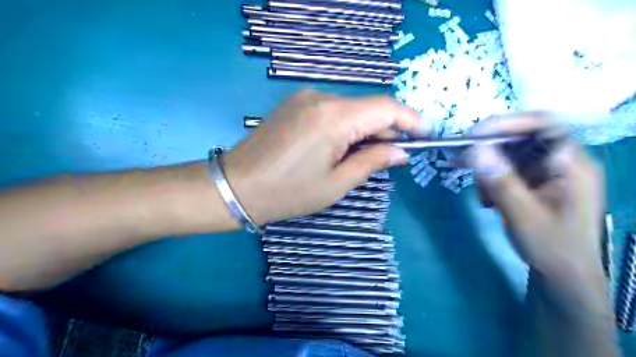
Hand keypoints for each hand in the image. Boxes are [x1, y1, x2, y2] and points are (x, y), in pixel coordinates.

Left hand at [220, 88, 426, 224]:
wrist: (236, 186)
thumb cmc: (288, 193)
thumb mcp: (336, 184)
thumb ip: (372, 162)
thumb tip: (400, 152)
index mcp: (334, 117)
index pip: (386, 108)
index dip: (410, 120)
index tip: (425, 136)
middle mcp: (321, 97)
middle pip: (368, 107)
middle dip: (386, 130)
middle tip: (392, 157)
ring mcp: (305, 97)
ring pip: (351, 108)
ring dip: (365, 129)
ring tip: (363, 157)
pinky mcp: (294, 103)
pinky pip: (332, 110)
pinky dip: (346, 125)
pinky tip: (340, 147)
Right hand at [466, 114, 601, 279]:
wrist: (562, 276)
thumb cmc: (552, 247)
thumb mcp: (523, 216)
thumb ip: (501, 182)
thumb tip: (475, 150)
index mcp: (572, 165)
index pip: (544, 125)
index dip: (509, 123)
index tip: (475, 135)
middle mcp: (561, 161)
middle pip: (521, 138)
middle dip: (489, 149)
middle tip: (462, 160)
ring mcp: (546, 172)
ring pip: (509, 154)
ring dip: (487, 168)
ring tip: (482, 194)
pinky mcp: (533, 182)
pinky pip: (506, 169)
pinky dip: (491, 179)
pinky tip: (487, 198)